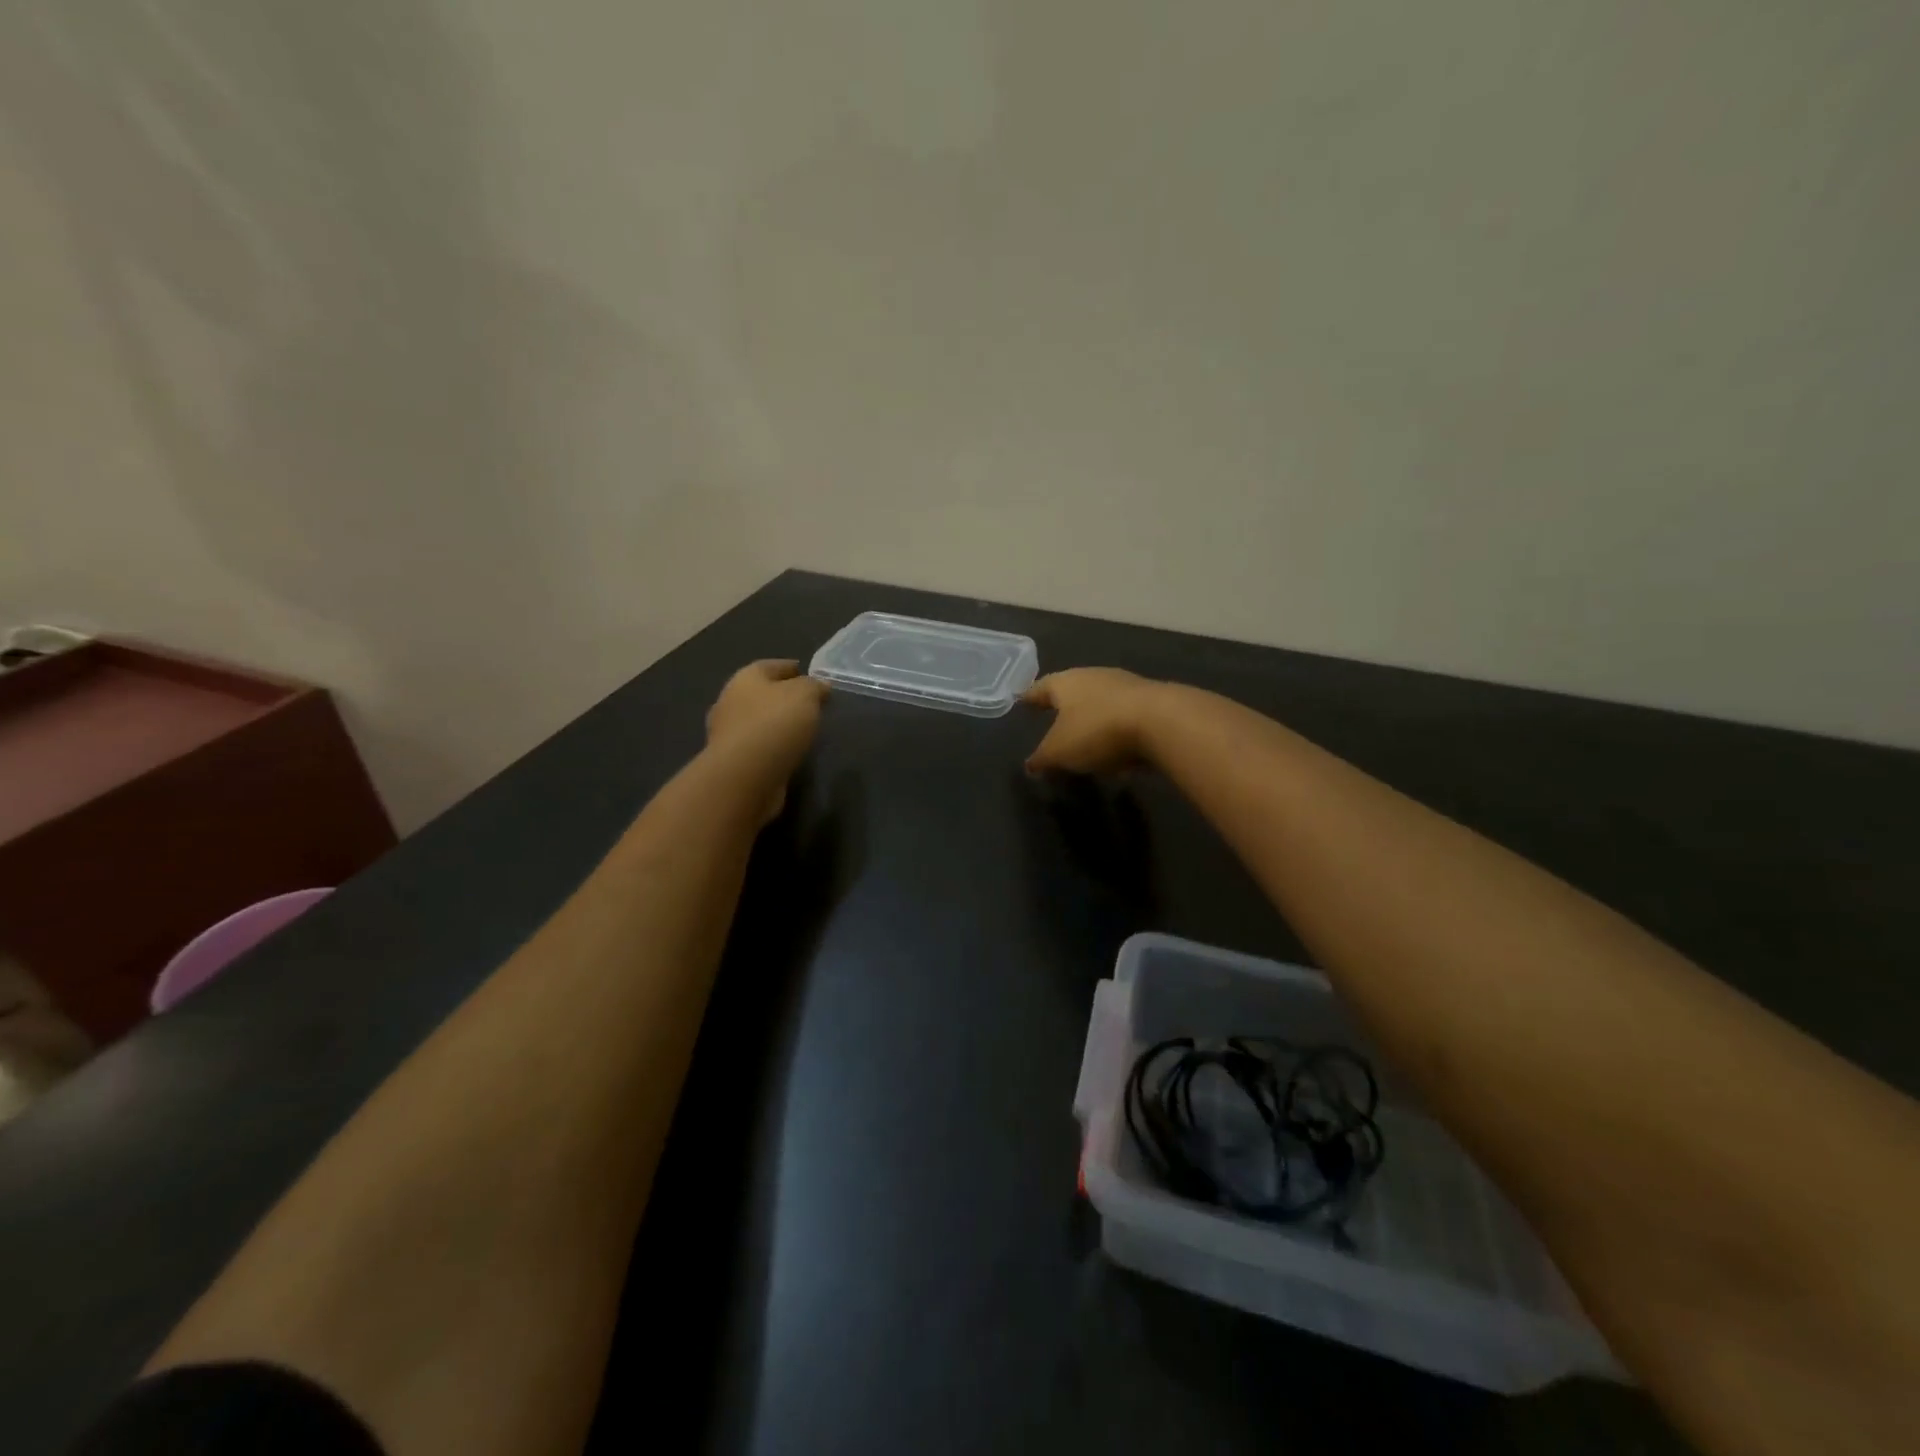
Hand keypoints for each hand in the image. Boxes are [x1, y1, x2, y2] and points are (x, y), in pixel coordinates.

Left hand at [707, 660, 828, 819]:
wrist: (745, 777)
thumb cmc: (775, 724)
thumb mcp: (805, 695)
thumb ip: (814, 687)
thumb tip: (820, 687)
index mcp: (745, 679)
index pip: (770, 666)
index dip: (791, 667)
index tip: (809, 674)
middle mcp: (730, 702)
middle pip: (761, 694)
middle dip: (783, 697)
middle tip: (809, 704)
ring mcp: (728, 734)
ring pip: (758, 722)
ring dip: (777, 724)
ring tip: (803, 730)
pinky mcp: (733, 762)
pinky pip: (758, 747)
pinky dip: (773, 746)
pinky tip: (789, 752)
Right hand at [1024, 668, 1165, 775]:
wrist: (1162, 722)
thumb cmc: (1097, 730)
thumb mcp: (1060, 752)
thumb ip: (1042, 758)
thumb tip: (1030, 765)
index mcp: (1066, 683)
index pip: (1040, 688)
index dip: (1030, 697)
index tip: (1022, 701)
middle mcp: (1094, 676)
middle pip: (1073, 690)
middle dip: (1064, 706)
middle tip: (1053, 719)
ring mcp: (1126, 686)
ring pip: (1100, 702)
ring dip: (1092, 718)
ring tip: (1086, 738)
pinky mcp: (1151, 702)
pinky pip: (1124, 717)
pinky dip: (1116, 730)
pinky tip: (1117, 749)